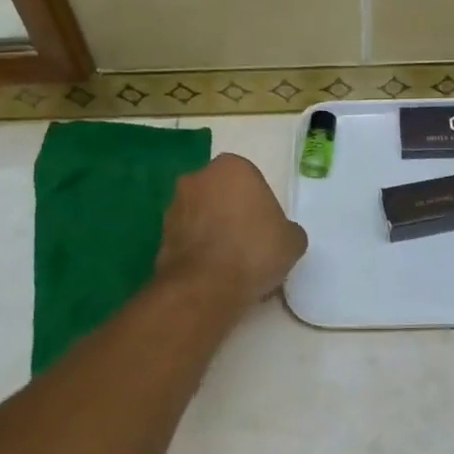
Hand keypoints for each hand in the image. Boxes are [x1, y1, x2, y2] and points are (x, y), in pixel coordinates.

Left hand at [156, 154, 307, 303]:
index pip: (251, 181)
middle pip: (223, 195)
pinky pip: (189, 238)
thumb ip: (287, 230)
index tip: (267, 230)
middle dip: (233, 214)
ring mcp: (175, 205)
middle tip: (250, 244)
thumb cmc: (254, 251)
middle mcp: (198, 177)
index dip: (261, 206)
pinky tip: (213, 274)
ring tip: (231, 264)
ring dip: (214, 232)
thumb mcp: (292, 241)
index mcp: (232, 167)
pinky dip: (199, 250)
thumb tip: (281, 236)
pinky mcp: (160, 234)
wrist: (205, 286)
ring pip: (203, 215)